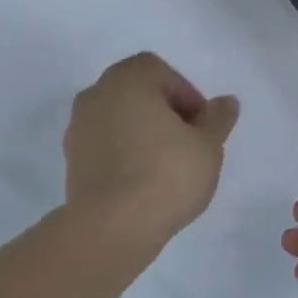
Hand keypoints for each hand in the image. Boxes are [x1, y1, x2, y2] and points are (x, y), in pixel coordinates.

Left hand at [63, 53, 240, 250]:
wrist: (111, 226)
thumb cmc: (165, 175)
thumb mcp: (207, 146)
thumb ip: (217, 119)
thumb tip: (226, 102)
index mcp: (126, 80)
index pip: (159, 71)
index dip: (185, 95)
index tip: (200, 127)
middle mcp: (95, 94)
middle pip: (136, 92)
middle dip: (164, 112)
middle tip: (187, 144)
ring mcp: (78, 128)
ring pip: (118, 119)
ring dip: (142, 133)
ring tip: (166, 166)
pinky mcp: (71, 159)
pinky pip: (104, 145)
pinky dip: (123, 153)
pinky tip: (141, 181)